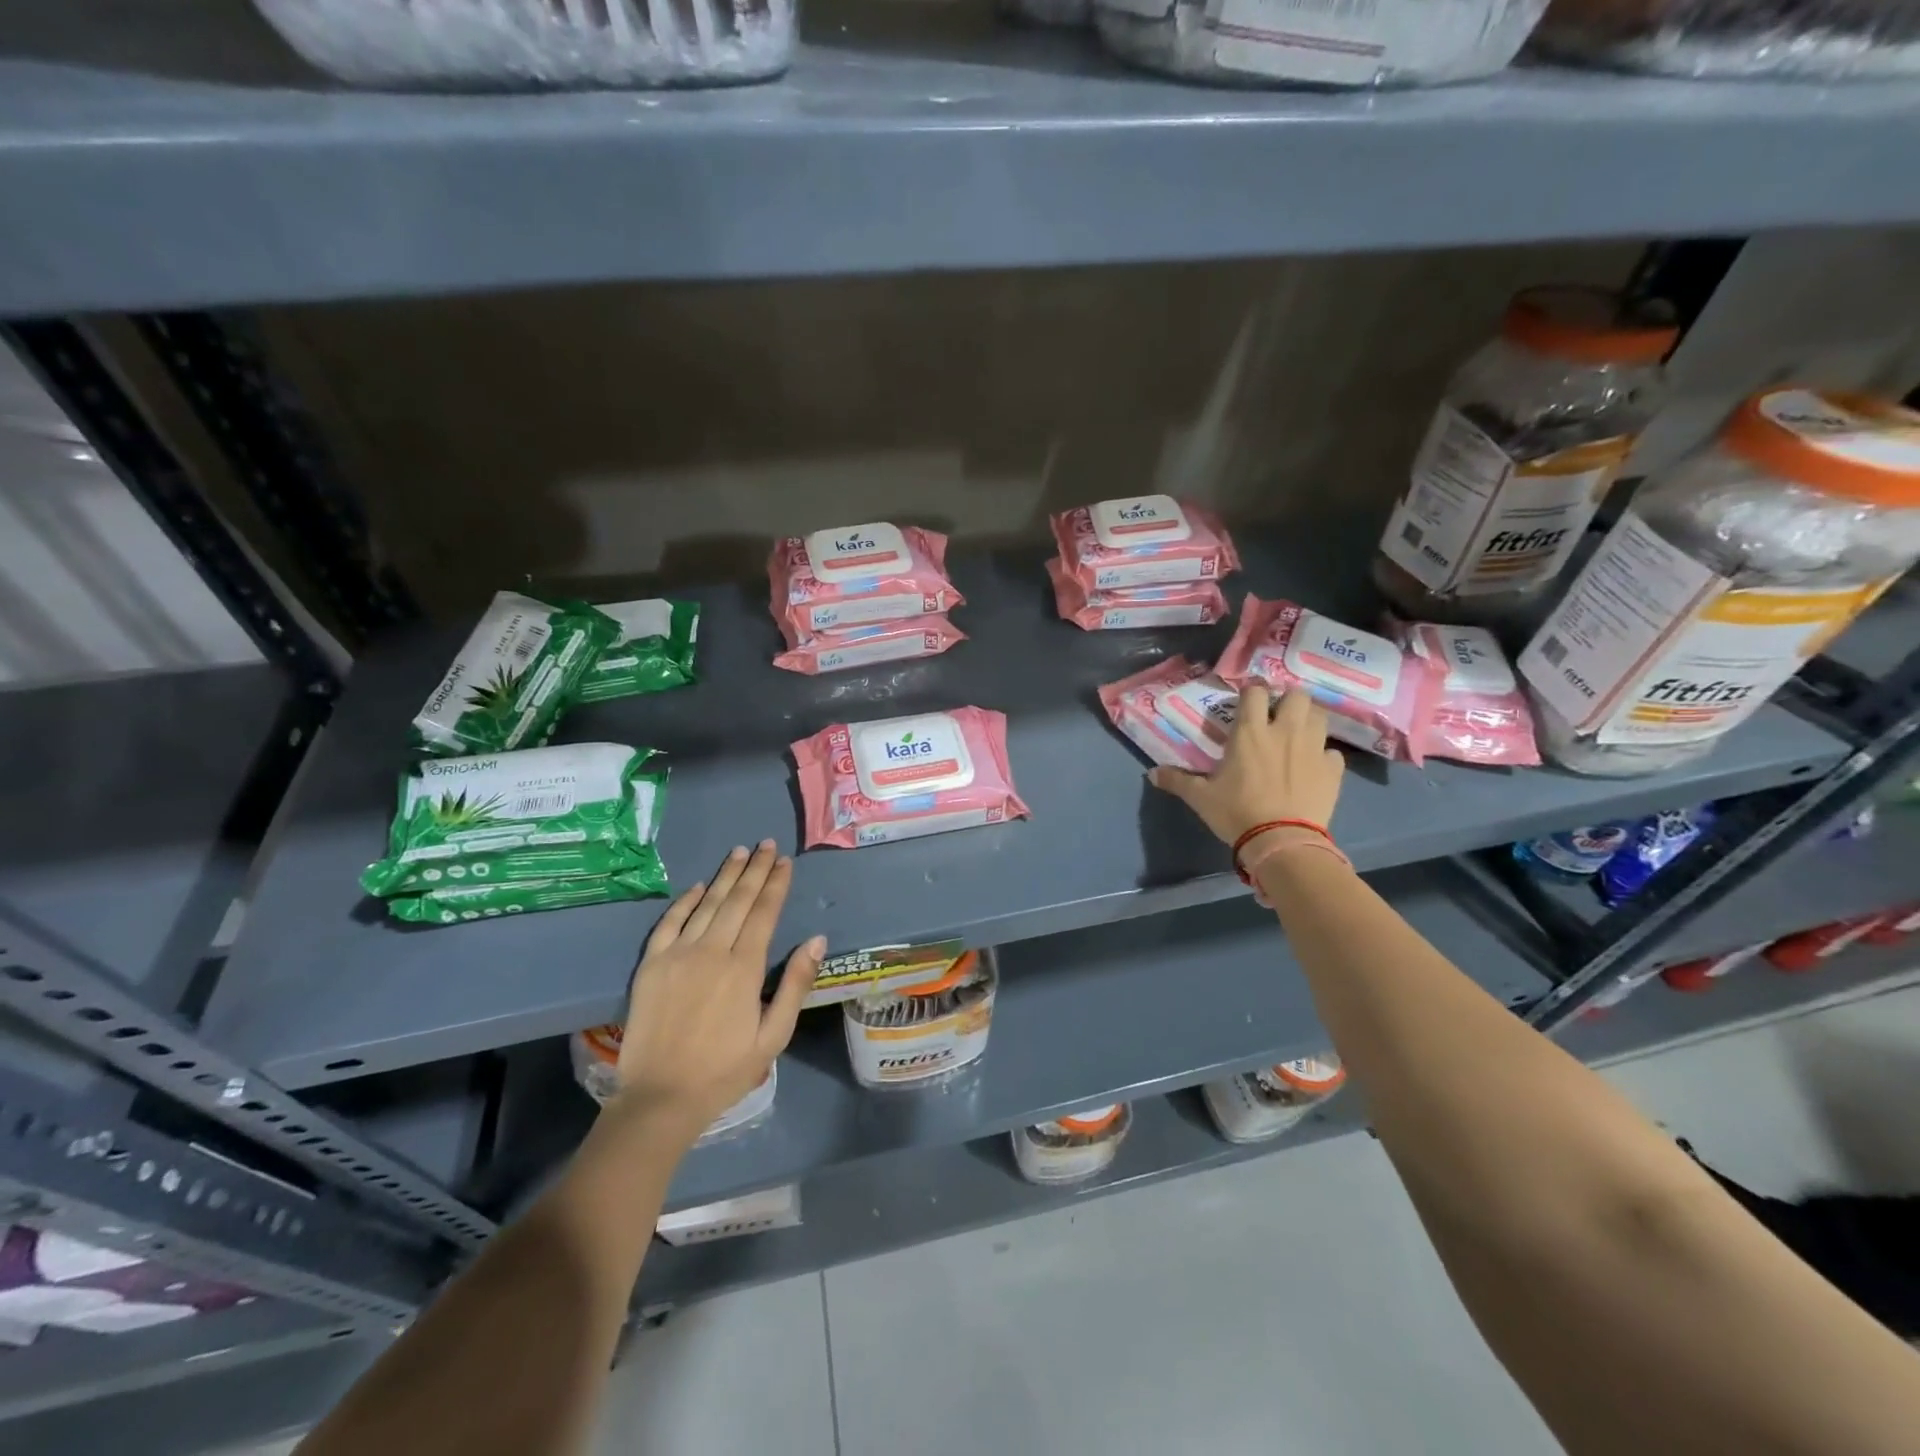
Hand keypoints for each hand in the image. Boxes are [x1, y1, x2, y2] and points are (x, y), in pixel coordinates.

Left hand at [612, 841, 822, 1141]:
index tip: (785, 861)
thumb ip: (795, 984)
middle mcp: (711, 951)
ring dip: (725, 876)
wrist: (660, 1098)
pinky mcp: (651, 965)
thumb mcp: (774, 1035)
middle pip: (737, 900)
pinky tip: (699, 886)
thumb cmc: (725, 1070)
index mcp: (744, 968)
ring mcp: (677, 955)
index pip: (764, 913)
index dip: (776, 884)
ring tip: (740, 852)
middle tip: (766, 845)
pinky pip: (670, 922)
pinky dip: (686, 901)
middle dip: (755, 870)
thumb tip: (816, 939)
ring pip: (707, 904)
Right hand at [1149, 684, 1344, 843]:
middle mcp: (1284, 731)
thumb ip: (1177, 781)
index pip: (1255, 691)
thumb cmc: (1236, 812)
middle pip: (1296, 695)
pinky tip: (1313, 766)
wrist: (1282, 841)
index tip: (1247, 698)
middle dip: (1287, 699)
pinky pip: (1332, 751)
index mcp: (1250, 732)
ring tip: (1298, 734)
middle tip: (1277, 715)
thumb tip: (1151, 774)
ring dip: (1308, 720)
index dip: (1252, 690)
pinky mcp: (1333, 769)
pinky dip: (1323, 754)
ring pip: (1319, 715)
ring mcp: (1313, 748)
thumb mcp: (1201, 797)